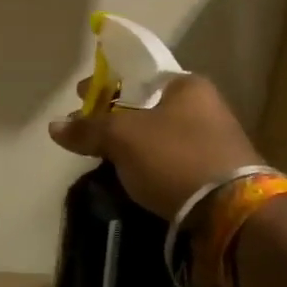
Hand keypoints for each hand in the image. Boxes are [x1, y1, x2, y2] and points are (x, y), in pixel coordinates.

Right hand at [48, 73, 261, 219]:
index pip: (138, 73)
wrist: (233, 212)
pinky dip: (150, 163)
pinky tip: (131, 174)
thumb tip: (54, 125)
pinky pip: (172, 160)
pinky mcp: (217, 174)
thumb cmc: (175, 157)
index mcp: (187, 84)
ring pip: (159, 134)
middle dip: (116, 114)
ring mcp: (215, 141)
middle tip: (87, 127)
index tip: (80, 96)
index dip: (106, 83)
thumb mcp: (122, 138)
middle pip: (148, 104)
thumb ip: (88, 128)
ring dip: (133, 141)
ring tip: (104, 153)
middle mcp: (205, 106)